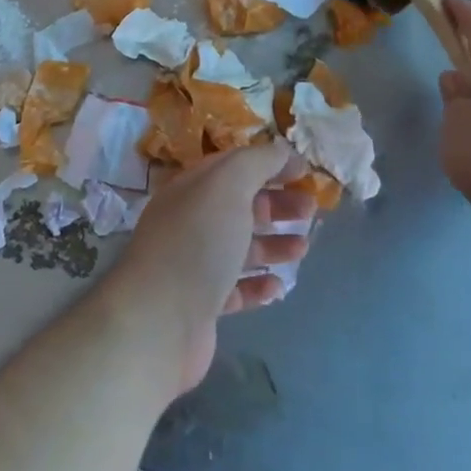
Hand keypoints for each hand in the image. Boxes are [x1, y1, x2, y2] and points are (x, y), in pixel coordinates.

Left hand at [107, 142, 317, 395]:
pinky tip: (278, 285)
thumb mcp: (228, 185)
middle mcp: (190, 222)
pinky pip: (235, 289)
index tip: (305, 170)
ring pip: (240, 247)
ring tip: (302, 247)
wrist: (160, 320)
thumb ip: (257, 162)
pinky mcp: (201, 305)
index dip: (269, 164)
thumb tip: (282, 150)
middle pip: (239, 205)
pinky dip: (258, 284)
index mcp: (192, 188)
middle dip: (276, 203)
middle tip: (311, 208)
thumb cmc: (197, 242)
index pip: (233, 166)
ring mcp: (194, 264)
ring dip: (273, 244)